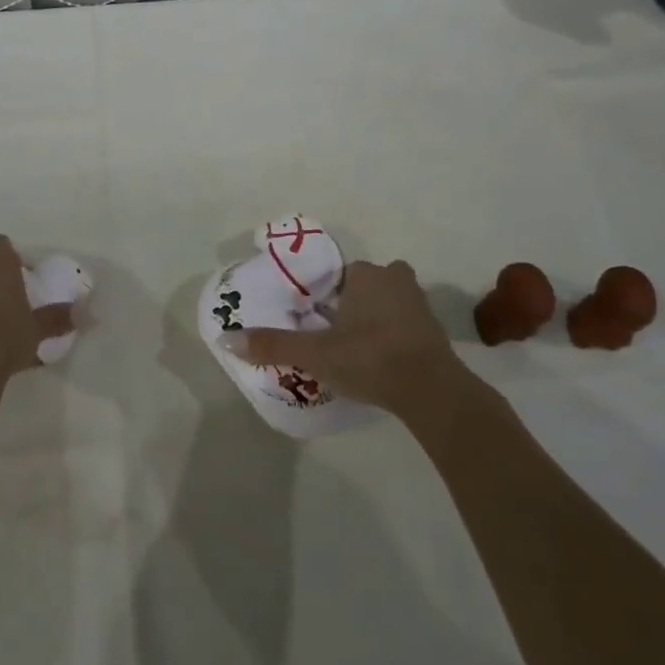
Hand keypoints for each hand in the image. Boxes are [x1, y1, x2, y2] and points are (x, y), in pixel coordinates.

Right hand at [233, 259, 476, 418]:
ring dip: (377, 317)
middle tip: (336, 333)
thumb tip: (227, 338)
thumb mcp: (315, 354)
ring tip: (358, 348)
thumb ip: (274, 345)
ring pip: (390, 301)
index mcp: (365, 275)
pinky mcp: (436, 329)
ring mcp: (420, 303)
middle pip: (366, 284)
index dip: (327, 295)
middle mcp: (395, 279)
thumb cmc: (369, 358)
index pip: (340, 274)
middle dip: (354, 303)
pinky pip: (407, 323)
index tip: (318, 319)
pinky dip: (396, 335)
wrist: (431, 390)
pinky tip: (383, 359)